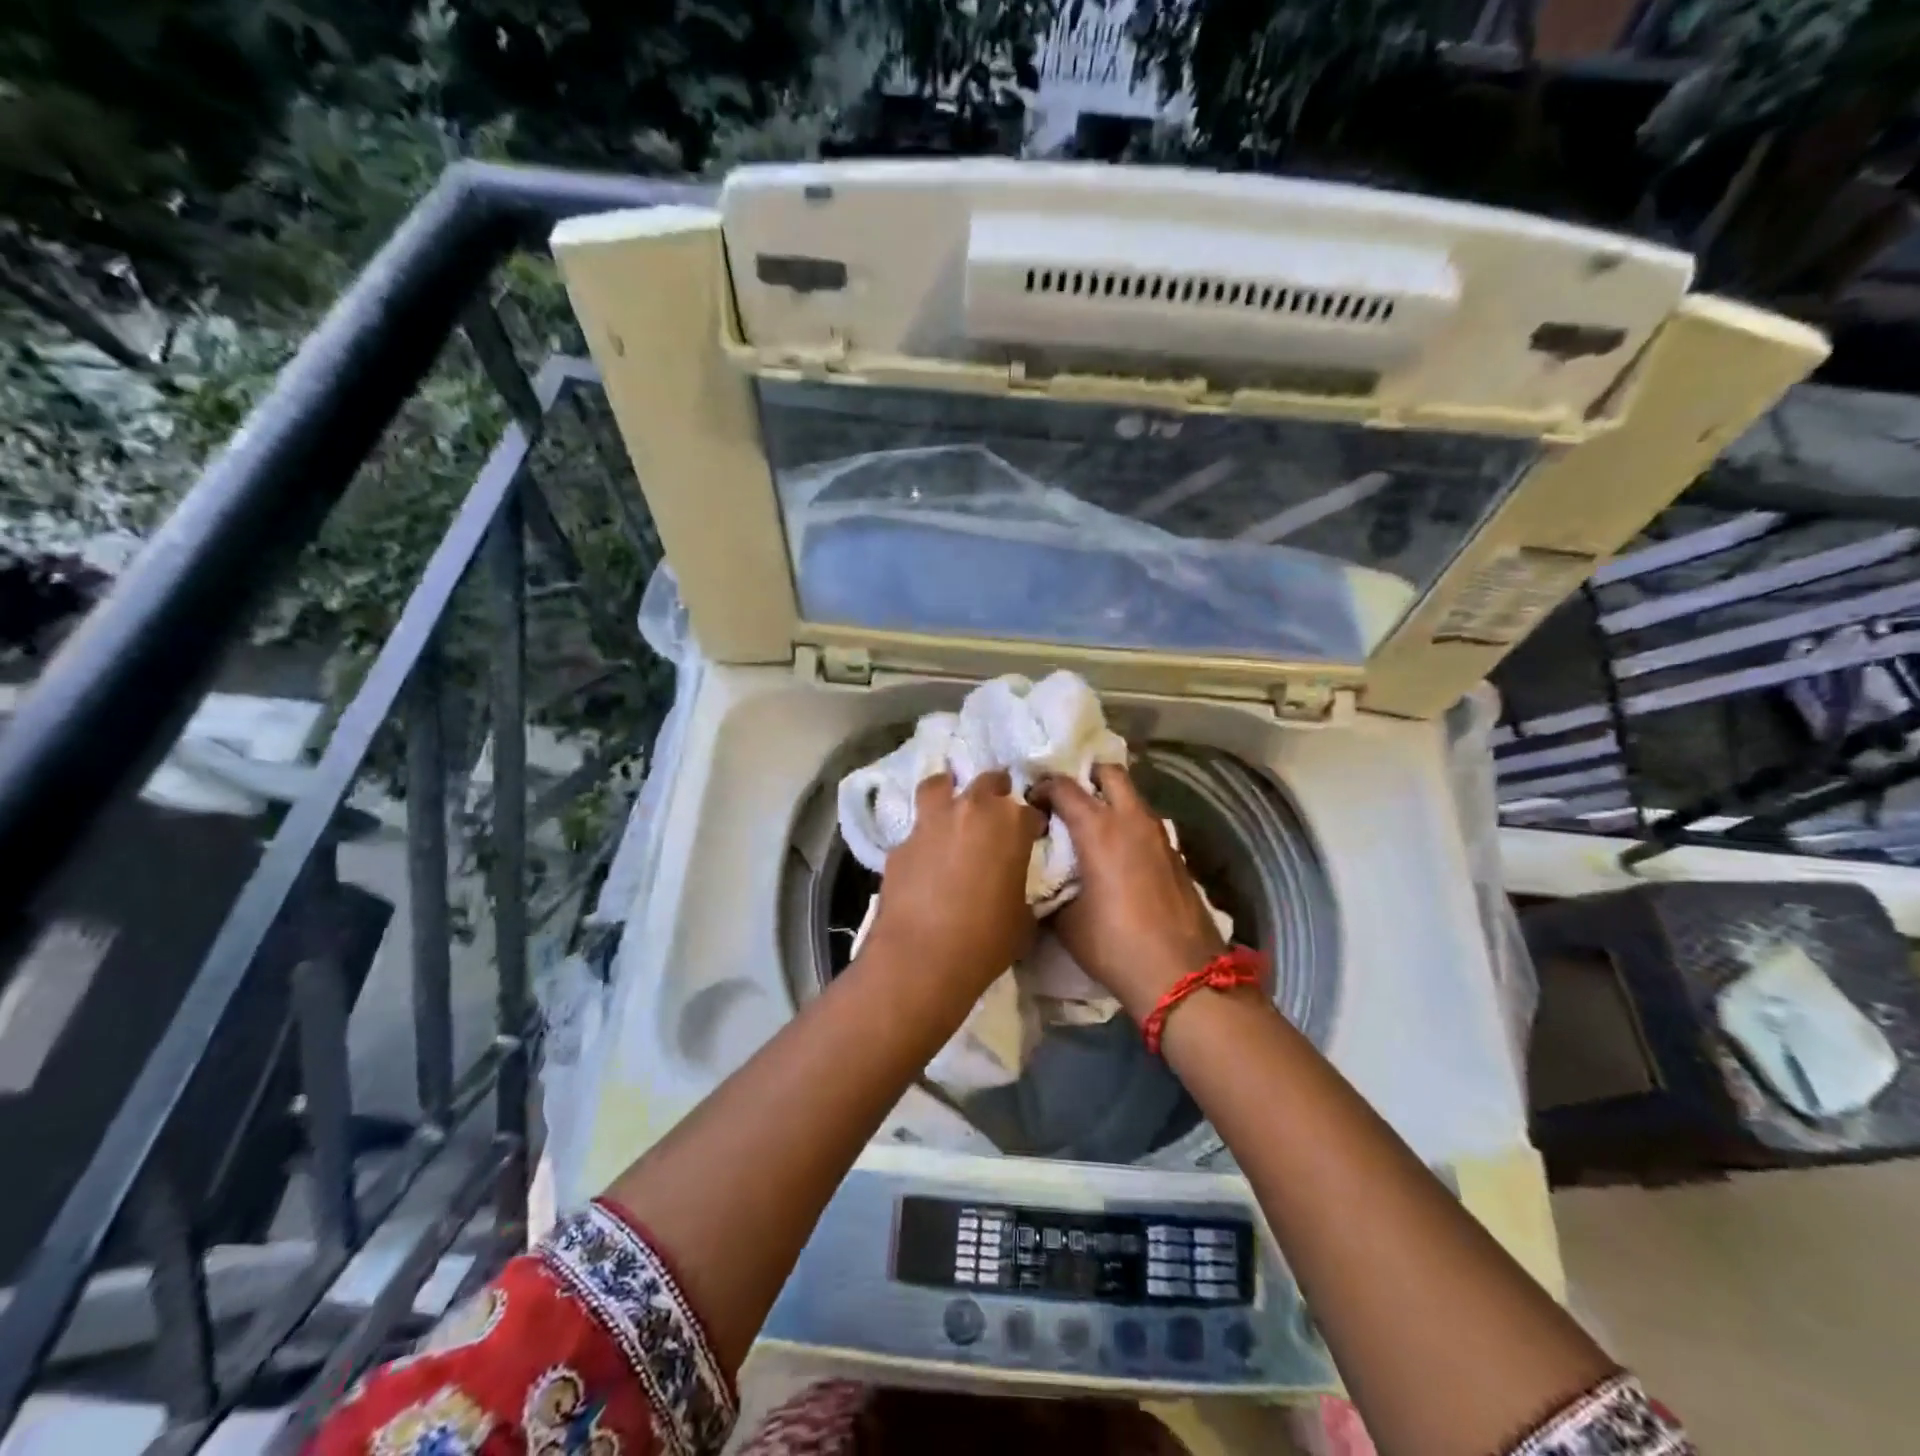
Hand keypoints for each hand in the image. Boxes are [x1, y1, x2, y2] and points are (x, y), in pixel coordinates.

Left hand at [864, 771, 1045, 996]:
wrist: (922, 958)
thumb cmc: (986, 940)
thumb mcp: (1023, 919)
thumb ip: (1019, 890)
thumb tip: (1011, 889)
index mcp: (1011, 824)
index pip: (1030, 812)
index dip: (1032, 825)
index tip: (1031, 837)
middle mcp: (971, 810)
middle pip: (989, 782)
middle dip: (997, 791)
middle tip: (997, 811)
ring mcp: (931, 822)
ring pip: (940, 785)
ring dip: (949, 790)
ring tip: (952, 806)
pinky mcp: (900, 843)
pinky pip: (916, 829)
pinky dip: (924, 836)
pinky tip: (925, 856)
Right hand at [1036, 764, 1228, 1020]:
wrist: (1180, 975)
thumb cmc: (1114, 944)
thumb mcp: (1066, 920)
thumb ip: (1051, 888)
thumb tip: (1045, 879)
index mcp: (1099, 829)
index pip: (1065, 787)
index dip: (1043, 788)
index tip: (1031, 802)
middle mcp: (1131, 820)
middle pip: (1110, 773)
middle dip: (1086, 776)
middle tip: (1067, 798)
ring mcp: (1160, 835)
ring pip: (1133, 797)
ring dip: (1111, 800)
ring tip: (1090, 826)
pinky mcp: (1176, 855)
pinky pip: (1146, 823)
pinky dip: (1129, 825)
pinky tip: (1117, 854)